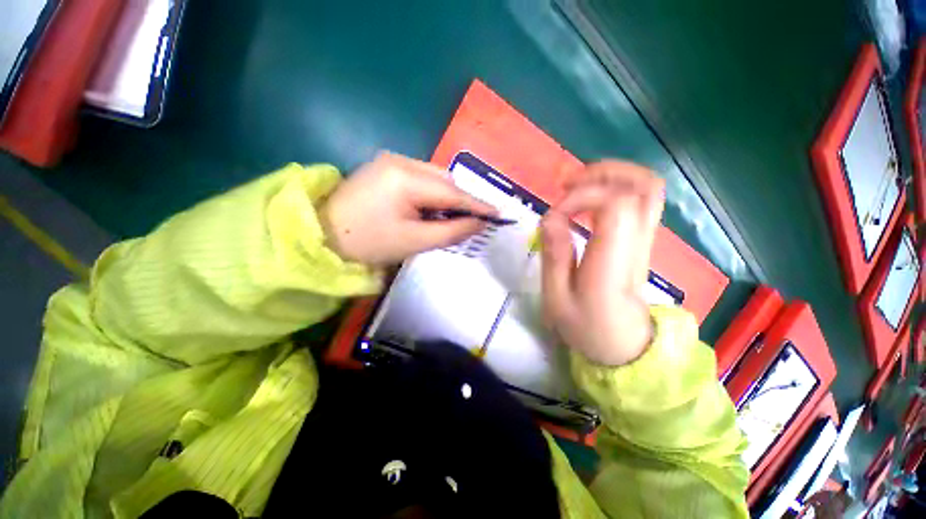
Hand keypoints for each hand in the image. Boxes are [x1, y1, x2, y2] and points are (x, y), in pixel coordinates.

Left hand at [320, 152, 496, 265]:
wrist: (321, 236)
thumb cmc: (369, 243)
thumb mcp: (415, 241)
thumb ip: (452, 231)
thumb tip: (479, 223)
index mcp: (405, 178)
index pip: (453, 192)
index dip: (478, 205)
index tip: (499, 214)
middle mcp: (400, 160)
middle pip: (445, 180)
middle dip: (462, 201)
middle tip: (472, 221)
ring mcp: (391, 160)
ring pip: (435, 178)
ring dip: (447, 197)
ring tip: (450, 218)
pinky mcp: (385, 167)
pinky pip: (421, 178)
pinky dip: (432, 194)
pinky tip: (430, 208)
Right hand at [540, 161, 664, 365]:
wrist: (623, 346)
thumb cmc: (585, 326)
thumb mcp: (557, 299)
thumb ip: (554, 256)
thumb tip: (551, 217)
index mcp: (614, 263)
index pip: (615, 205)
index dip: (583, 197)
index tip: (556, 213)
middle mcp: (637, 245)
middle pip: (643, 186)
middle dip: (603, 172)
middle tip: (568, 182)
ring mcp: (645, 241)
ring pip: (648, 188)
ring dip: (611, 176)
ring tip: (576, 185)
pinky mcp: (642, 241)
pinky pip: (640, 201)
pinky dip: (615, 188)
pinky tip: (588, 200)